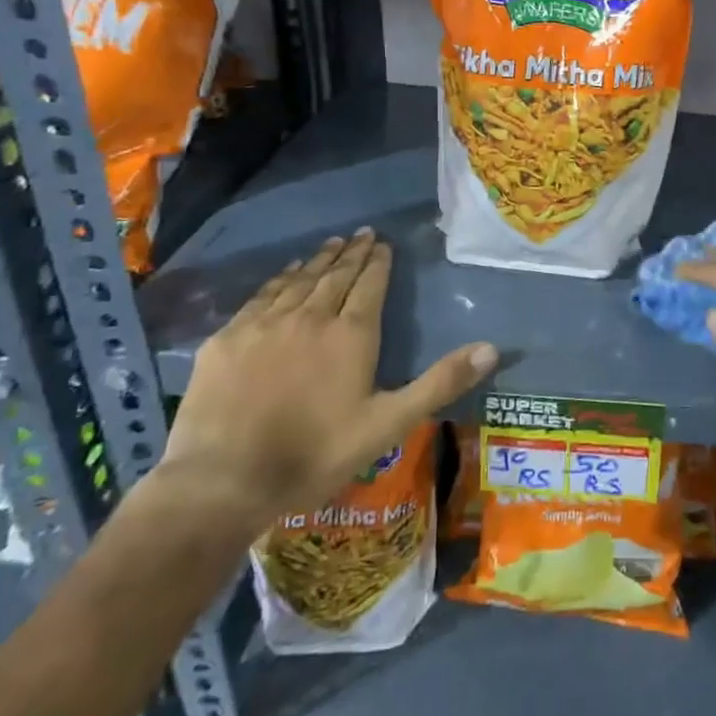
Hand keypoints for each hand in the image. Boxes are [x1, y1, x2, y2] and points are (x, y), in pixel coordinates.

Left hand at [158, 230, 496, 529]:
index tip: (383, 244)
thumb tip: (492, 348)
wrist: (223, 482)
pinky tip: (285, 274)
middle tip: (362, 233)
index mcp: (351, 334)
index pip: (369, 285)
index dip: (378, 263)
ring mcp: (265, 325)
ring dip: (318, 260)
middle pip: (335, 276)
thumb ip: (440, 383)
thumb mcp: (389, 423)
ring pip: (298, 281)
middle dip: (352, 253)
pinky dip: (279, 279)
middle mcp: (310, 317)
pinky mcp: (228, 339)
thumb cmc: (315, 454)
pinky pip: (261, 296)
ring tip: (330, 244)